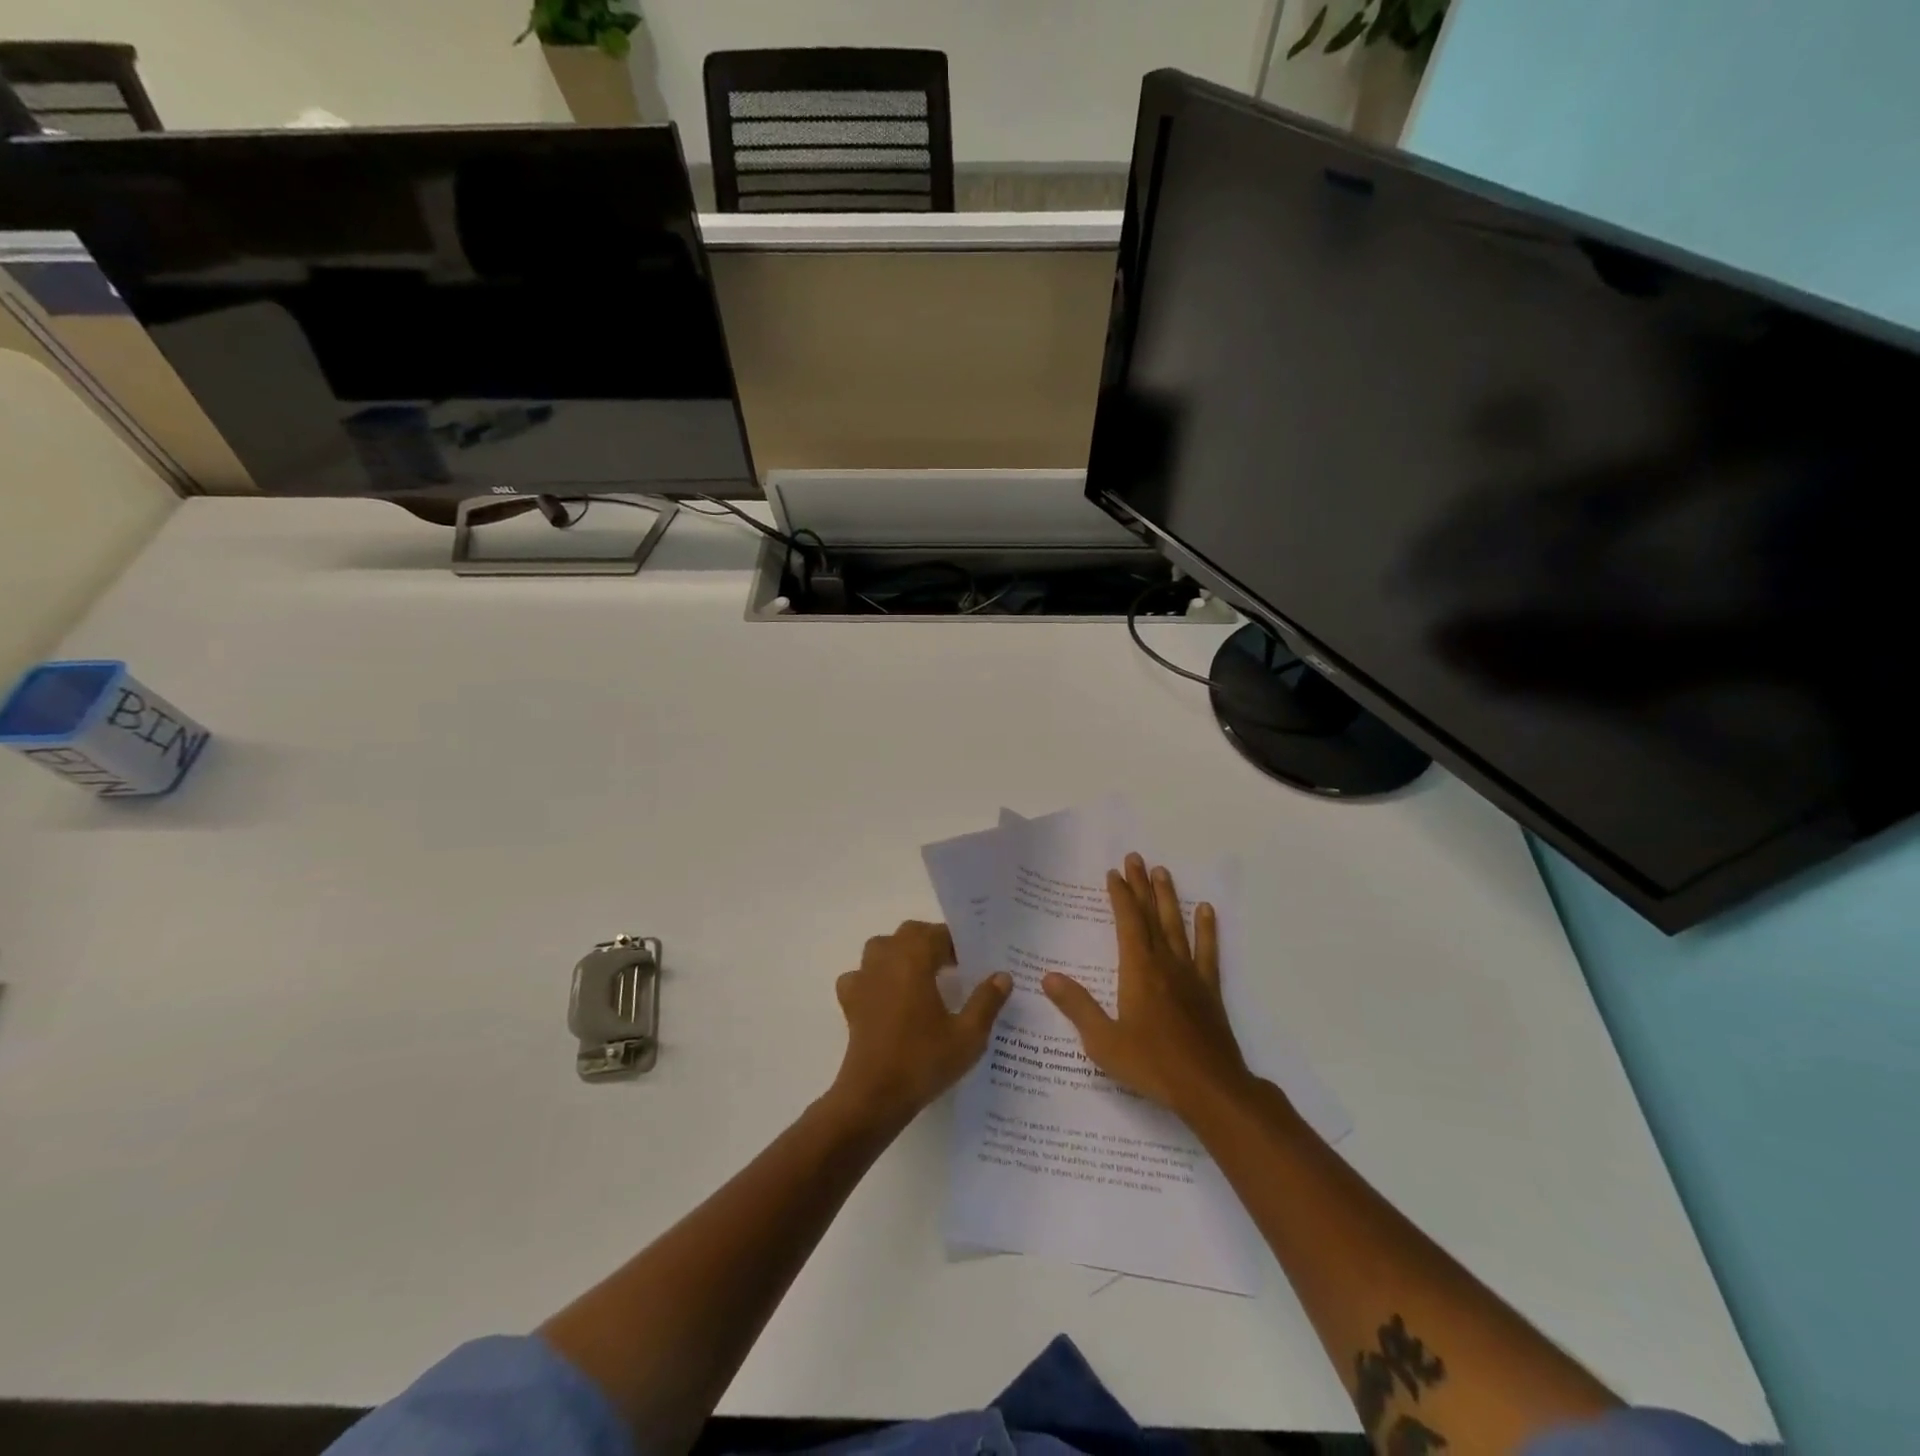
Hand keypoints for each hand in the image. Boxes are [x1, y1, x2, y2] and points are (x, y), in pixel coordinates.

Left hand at [829, 921, 1011, 1126]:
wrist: (874, 1096)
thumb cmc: (923, 1061)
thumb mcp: (968, 1035)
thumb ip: (986, 1001)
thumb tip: (1002, 976)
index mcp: (914, 959)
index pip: (938, 934)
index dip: (957, 943)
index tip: (972, 961)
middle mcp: (886, 959)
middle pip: (909, 933)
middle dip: (931, 942)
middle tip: (954, 965)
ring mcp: (863, 978)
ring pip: (882, 947)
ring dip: (902, 953)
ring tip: (922, 976)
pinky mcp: (850, 1001)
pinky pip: (861, 975)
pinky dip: (875, 978)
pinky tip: (888, 997)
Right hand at [1042, 853, 1253, 1120]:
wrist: (1210, 1088)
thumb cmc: (1152, 1065)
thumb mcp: (1104, 1041)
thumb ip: (1077, 1006)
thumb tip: (1048, 977)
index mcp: (1138, 970)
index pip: (1127, 922)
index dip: (1120, 896)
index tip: (1114, 873)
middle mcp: (1164, 963)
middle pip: (1151, 916)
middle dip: (1141, 886)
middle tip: (1136, 858)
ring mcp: (1189, 975)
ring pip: (1177, 927)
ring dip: (1169, 898)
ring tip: (1163, 871)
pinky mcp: (1208, 990)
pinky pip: (1207, 952)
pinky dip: (1206, 930)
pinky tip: (1206, 911)